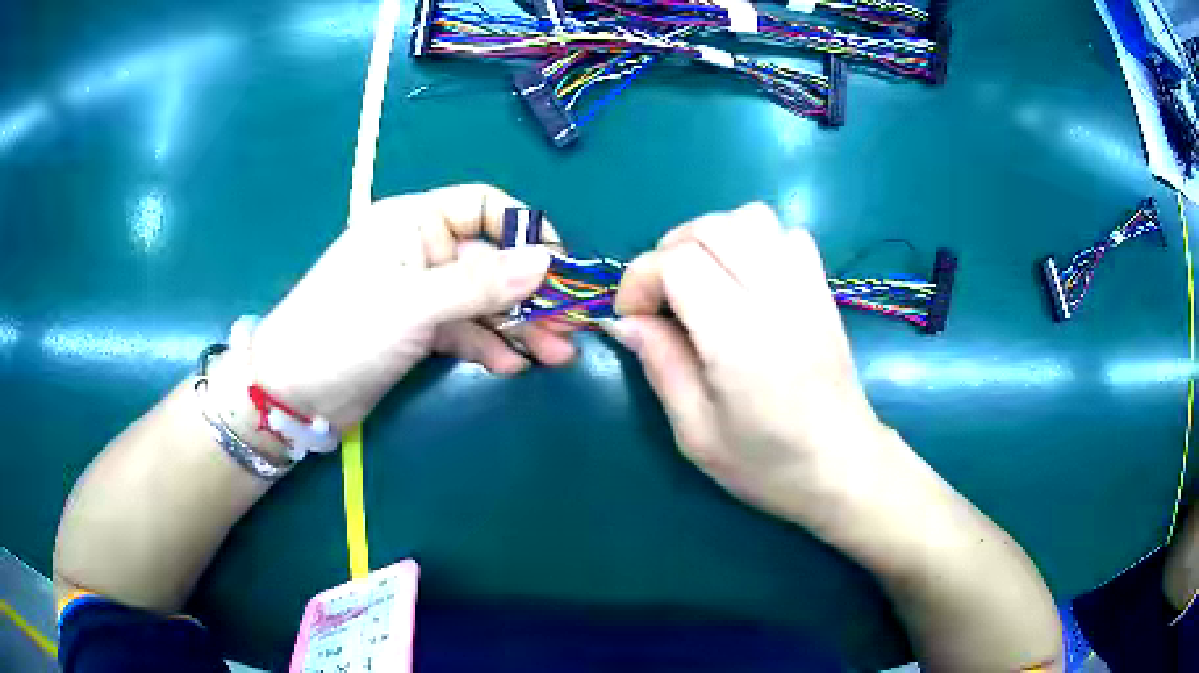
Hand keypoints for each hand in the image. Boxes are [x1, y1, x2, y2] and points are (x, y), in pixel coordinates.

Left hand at [248, 184, 576, 428]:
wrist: (294, 393)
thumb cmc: (344, 330)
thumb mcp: (414, 304)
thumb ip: (481, 283)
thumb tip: (547, 262)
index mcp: (414, 221)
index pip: (484, 206)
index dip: (525, 230)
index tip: (559, 266)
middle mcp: (421, 249)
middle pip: (491, 260)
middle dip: (530, 293)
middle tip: (570, 326)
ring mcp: (420, 293)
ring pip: (483, 301)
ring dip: (519, 326)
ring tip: (555, 355)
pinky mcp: (417, 330)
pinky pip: (465, 330)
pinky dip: (489, 347)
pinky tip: (511, 367)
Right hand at [610, 203, 896, 530]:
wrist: (843, 466)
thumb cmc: (767, 463)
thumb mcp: (696, 432)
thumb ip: (660, 365)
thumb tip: (625, 321)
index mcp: (739, 337)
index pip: (678, 262)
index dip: (641, 279)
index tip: (632, 317)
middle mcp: (776, 297)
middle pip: (710, 228)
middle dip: (669, 252)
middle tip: (661, 299)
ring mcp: (806, 287)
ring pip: (750, 218)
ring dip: (712, 238)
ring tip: (702, 281)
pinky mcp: (823, 289)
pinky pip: (787, 234)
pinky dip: (757, 242)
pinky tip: (748, 280)